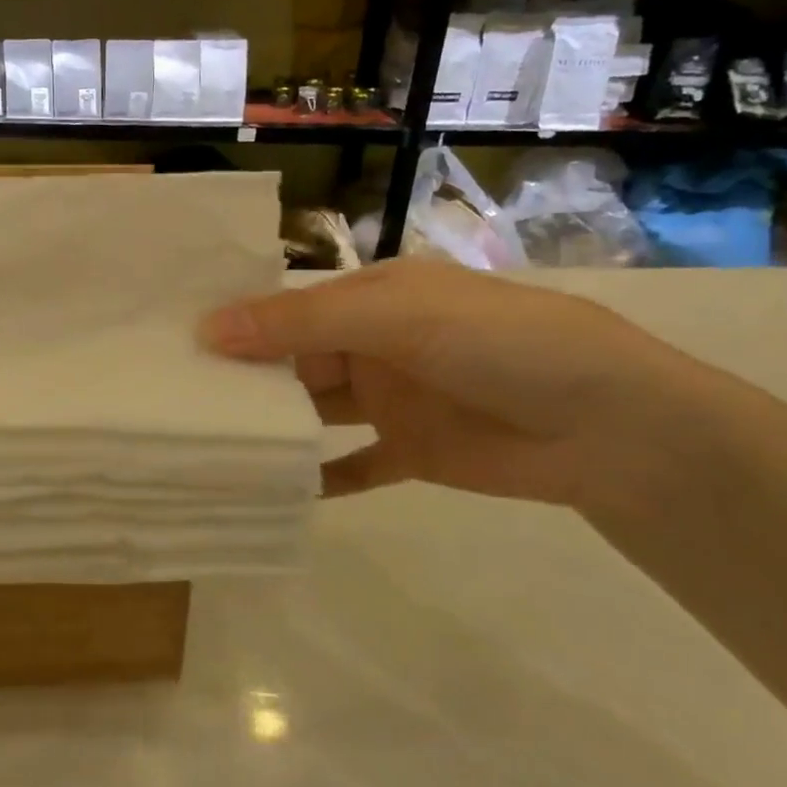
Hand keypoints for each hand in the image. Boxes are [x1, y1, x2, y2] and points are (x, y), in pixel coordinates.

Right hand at [198, 260, 735, 516]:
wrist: (614, 428)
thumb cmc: (498, 344)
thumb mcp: (394, 317)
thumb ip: (300, 325)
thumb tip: (208, 329)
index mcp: (372, 296)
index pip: (287, 304)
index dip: (236, 320)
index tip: (172, 340)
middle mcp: (375, 343)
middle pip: (293, 358)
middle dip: (244, 376)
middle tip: (174, 398)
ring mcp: (392, 399)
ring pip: (315, 410)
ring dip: (274, 424)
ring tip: (208, 442)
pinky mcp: (411, 452)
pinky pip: (352, 464)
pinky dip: (318, 476)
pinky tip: (272, 490)